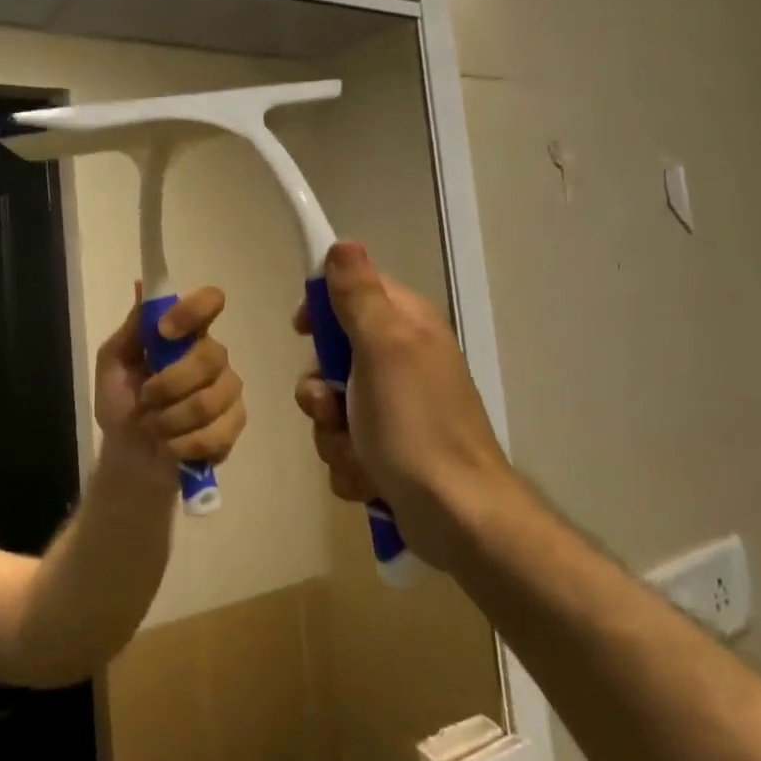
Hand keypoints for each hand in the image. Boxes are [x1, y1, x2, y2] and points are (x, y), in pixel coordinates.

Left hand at [95, 286, 245, 493]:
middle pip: (210, 357)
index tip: (164, 331)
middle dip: (169, 385)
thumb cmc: (121, 402)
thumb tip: (142, 287)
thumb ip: (132, 329)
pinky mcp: (234, 424)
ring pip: (208, 401)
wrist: (128, 454)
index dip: (192, 311)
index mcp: (187, 333)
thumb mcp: (113, 363)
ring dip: (169, 420)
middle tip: (145, 399)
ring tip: (153, 427)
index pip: (210, 301)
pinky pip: (215, 434)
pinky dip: (182, 445)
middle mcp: (213, 355)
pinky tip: (169, 446)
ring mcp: (228, 390)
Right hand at [293, 243, 506, 569]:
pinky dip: (349, 464)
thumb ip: (360, 296)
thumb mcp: (384, 349)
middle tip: (332, 406)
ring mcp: (395, 410)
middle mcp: (401, 362)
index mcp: (406, 327)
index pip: (355, 291)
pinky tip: (368, 480)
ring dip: (333, 435)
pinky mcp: (388, 452)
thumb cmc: (416, 426)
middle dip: (321, 389)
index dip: (323, 306)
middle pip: (333, 356)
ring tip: (358, 454)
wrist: (457, 517)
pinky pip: (344, 446)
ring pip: (332, 407)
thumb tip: (343, 244)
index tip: (303, 329)